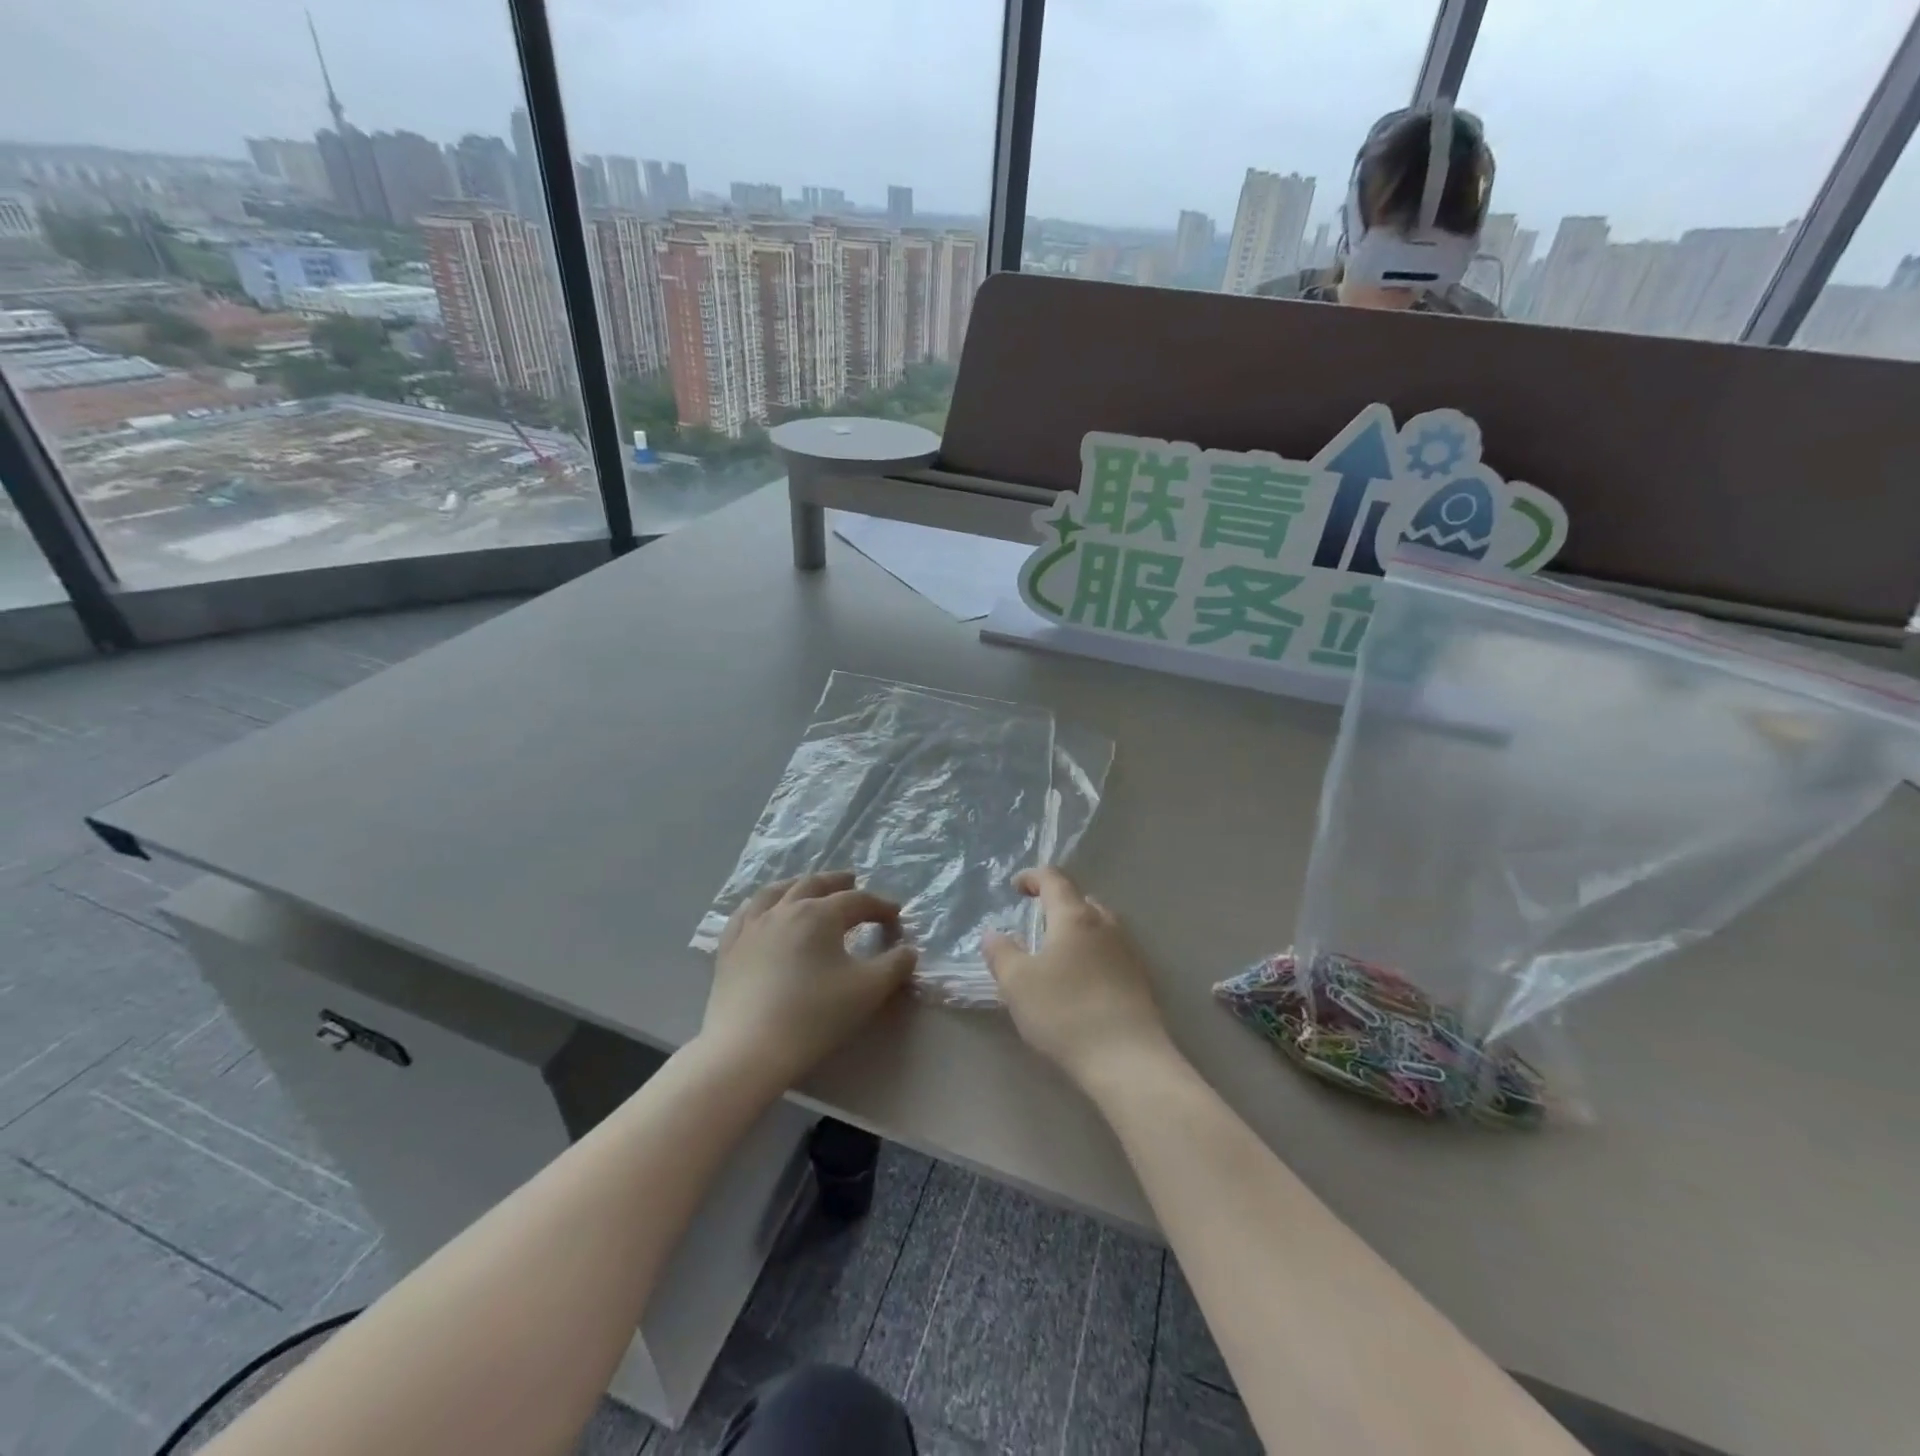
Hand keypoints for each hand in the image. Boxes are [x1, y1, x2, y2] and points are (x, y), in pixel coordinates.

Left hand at [704, 872, 916, 1084]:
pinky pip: (745, 914)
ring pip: (776, 892)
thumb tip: (908, 950)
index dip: (880, 906)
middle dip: (838, 882)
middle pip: (815, 885)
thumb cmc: (814, 1016)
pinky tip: (763, 911)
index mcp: (819, 914)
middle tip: (852, 881)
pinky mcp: (729, 948)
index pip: (857, 901)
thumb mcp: (868, 991)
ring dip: (798, 884)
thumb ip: (895, 966)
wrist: (748, 1048)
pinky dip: (761, 905)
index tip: (895, 916)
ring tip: (808, 887)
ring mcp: (752, 926)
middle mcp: (784, 909)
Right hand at [983, 868, 1172, 1088]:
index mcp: (1074, 916)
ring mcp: (1128, 951)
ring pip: (1099, 926)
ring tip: (1057, 951)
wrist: (1127, 1059)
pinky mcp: (1141, 979)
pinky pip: (1111, 952)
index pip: (1054, 880)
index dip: (1033, 877)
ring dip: (1077, 930)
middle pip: (1081, 900)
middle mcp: (1105, 924)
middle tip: (1036, 921)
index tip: (1016, 887)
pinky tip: (1082, 979)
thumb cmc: (1065, 1012)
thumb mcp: (1017, 983)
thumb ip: (1001, 953)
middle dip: (1057, 905)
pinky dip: (1092, 953)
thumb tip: (993, 934)